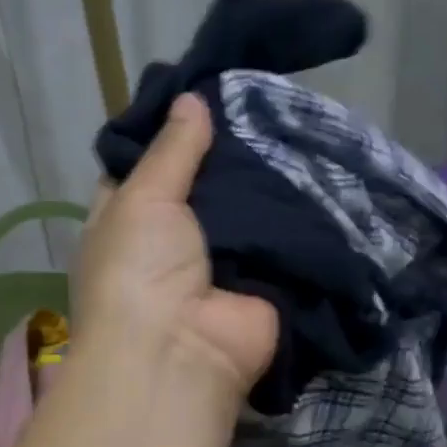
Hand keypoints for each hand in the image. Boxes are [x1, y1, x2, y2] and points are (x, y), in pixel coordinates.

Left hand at [73, 94, 278, 399]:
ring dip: (264, 180)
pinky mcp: (261, 283)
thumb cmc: (138, 270)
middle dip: (226, 152)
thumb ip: (172, 150)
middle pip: (201, 186)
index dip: (170, 134)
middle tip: (261, 100)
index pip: (145, 166)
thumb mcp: (142, 198)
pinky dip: (295, 214)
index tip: (203, 94)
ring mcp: (218, 263)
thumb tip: (191, 99)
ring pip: (244, 210)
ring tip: (295, 122)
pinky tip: (320, 168)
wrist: (179, 353)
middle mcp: (170, 242)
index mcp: (126, 221)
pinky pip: (279, 240)